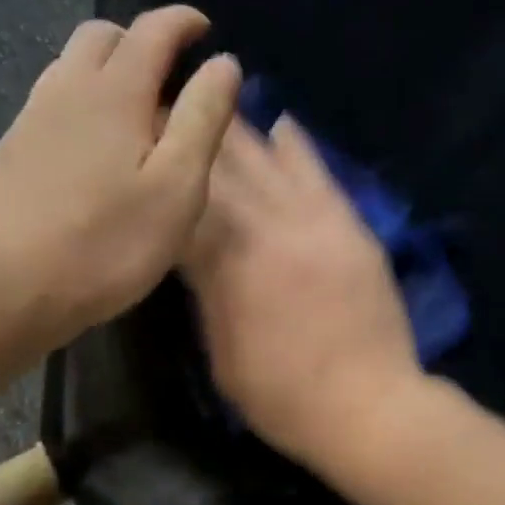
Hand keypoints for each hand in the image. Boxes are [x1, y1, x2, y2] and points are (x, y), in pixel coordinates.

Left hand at [0, 6, 240, 343]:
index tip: (205, 30)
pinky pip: (51, 100)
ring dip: (106, 68)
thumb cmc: (107, 244)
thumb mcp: (176, 188)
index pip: (152, 31)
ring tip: (134, 110)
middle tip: (169, 75)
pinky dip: (80, 100)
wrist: (8, 288)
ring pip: (69, 66)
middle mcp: (67, 90)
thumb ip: (202, 119)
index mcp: (115, 93)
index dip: (183, 21)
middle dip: (140, 40)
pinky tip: (92, 146)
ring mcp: (31, 118)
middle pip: (102, 35)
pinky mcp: (11, 151)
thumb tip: (224, 63)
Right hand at [183, 115, 422, 466]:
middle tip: (164, 105)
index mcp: (225, 264)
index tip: (135, 141)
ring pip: (266, 161)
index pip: (180, 200)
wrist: (369, 406)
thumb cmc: (282, 397)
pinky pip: (320, 174)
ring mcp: (313, 221)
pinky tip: (281, 122)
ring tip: (212, 98)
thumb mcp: (222, 353)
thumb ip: (206, 293)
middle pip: (219, 167)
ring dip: (236, 129)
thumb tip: (191, 252)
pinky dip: (297, 147)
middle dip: (188, 133)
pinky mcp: (349, 226)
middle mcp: (266, 228)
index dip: (156, 167)